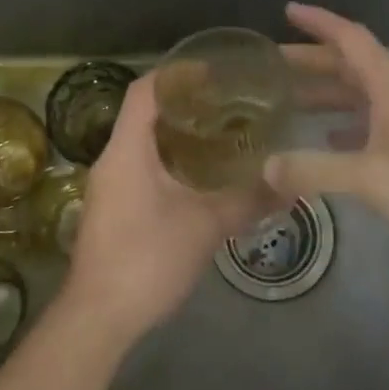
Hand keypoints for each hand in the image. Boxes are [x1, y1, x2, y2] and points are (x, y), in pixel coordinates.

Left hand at [60, 75, 272, 348]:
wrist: (98, 317)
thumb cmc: (147, 260)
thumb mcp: (205, 227)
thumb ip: (247, 202)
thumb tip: (290, 187)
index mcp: (127, 151)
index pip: (144, 91)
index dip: (176, 74)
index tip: (213, 71)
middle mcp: (112, 160)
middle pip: (144, 114)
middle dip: (183, 104)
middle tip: (227, 103)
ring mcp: (109, 186)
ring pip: (142, 143)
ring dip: (176, 135)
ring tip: (220, 135)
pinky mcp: (112, 209)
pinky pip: (140, 168)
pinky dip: (169, 161)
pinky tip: (200, 177)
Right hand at [266, 3, 388, 266]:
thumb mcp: (372, 178)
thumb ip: (316, 170)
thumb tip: (264, 166)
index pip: (350, 39)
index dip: (319, 22)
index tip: (288, 11)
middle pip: (352, 67)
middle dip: (312, 62)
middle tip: (272, 67)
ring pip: (363, 98)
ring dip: (328, 96)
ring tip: (290, 103)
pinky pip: (375, 127)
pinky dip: (348, 128)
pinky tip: (330, 144)